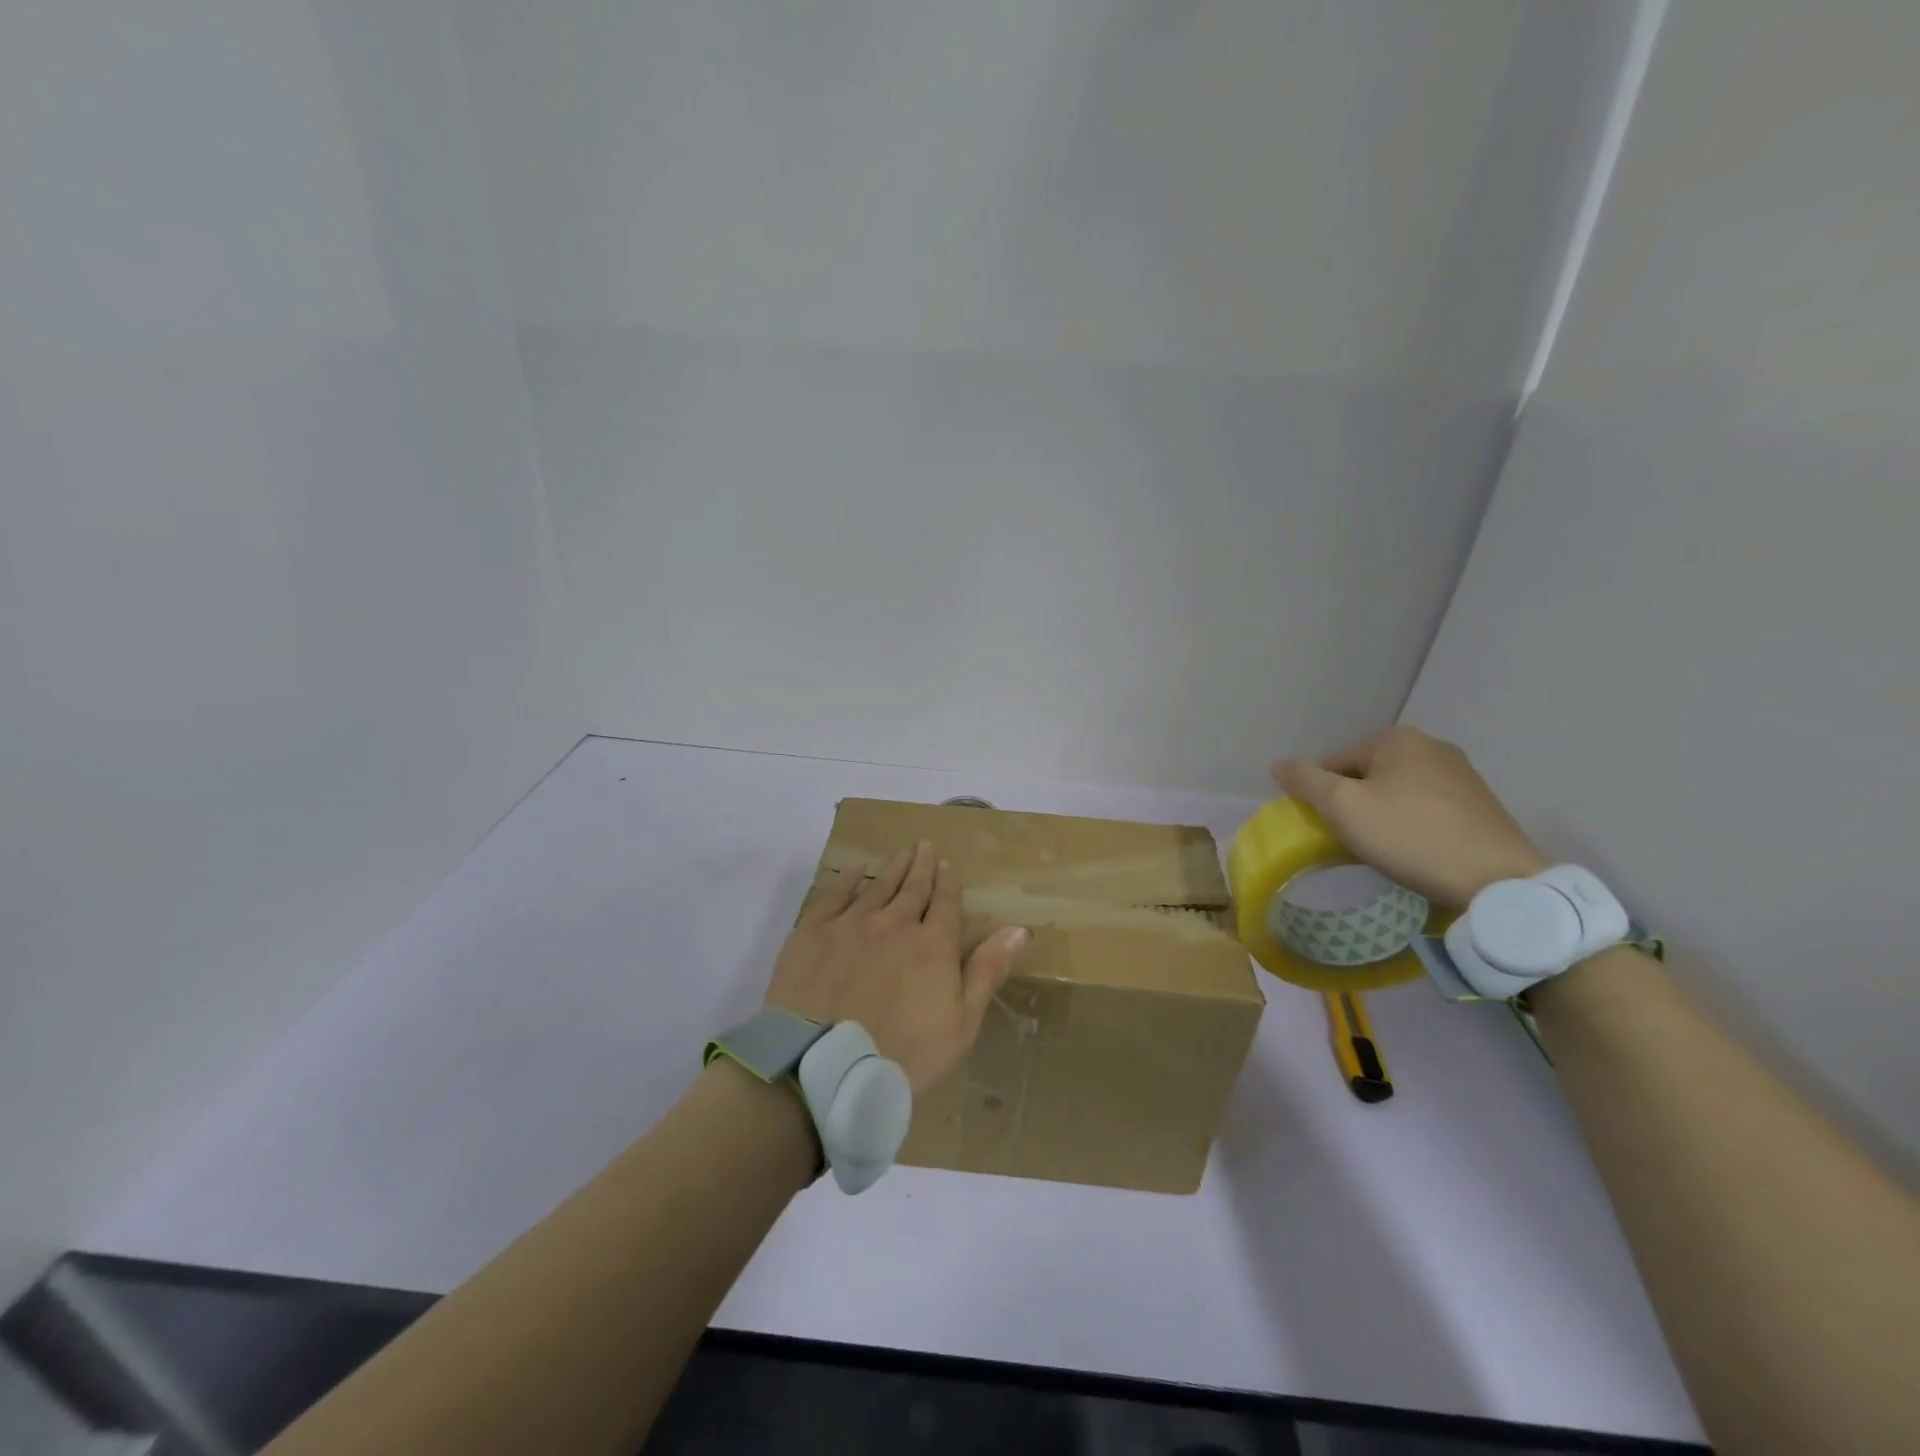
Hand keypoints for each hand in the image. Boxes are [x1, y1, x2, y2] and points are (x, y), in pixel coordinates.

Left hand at [765, 840, 1028, 1094]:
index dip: (948, 883)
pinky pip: (834, 895)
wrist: (824, 1066)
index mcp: (933, 944)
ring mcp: (851, 923)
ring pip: (877, 885)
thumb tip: (1018, 929)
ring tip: (901, 851)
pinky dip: (847, 879)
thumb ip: (987, 971)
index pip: (945, 903)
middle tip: (924, 845)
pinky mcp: (812, 931)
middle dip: (922, 866)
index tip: (948, 866)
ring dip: (892, 867)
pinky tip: (855, 870)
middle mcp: (894, 923)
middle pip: (913, 887)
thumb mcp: (961, 1023)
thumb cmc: (903, 1055)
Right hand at [1272, 725, 1546, 908]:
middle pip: (1366, 775)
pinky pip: (1426, 807)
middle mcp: (1431, 745)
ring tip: (1383, 849)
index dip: (1320, 797)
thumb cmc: (1411, 836)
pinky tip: (1415, 850)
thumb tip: (1279, 764)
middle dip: (1352, 804)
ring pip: (1396, 791)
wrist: (1499, 880)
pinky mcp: (1481, 804)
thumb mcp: (1343, 808)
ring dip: (1381, 815)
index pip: (1333, 763)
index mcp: (1396, 738)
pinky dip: (1411, 824)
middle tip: (1352, 841)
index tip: (1325, 829)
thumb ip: (1305, 781)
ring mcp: (1462, 774)